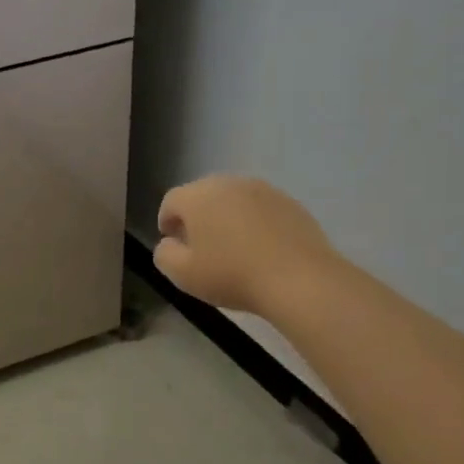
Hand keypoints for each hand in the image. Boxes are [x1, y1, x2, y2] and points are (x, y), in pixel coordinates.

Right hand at [154, 176, 338, 316]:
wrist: (299, 279)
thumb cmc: (232, 275)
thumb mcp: (183, 274)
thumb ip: (164, 255)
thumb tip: (169, 244)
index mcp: (198, 196)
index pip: (171, 201)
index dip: (166, 221)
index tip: (171, 242)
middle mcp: (228, 184)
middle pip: (203, 195)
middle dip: (197, 216)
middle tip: (199, 245)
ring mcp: (263, 190)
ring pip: (234, 200)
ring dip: (227, 217)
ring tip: (231, 246)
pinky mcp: (290, 203)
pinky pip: (261, 209)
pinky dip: (254, 223)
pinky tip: (260, 248)